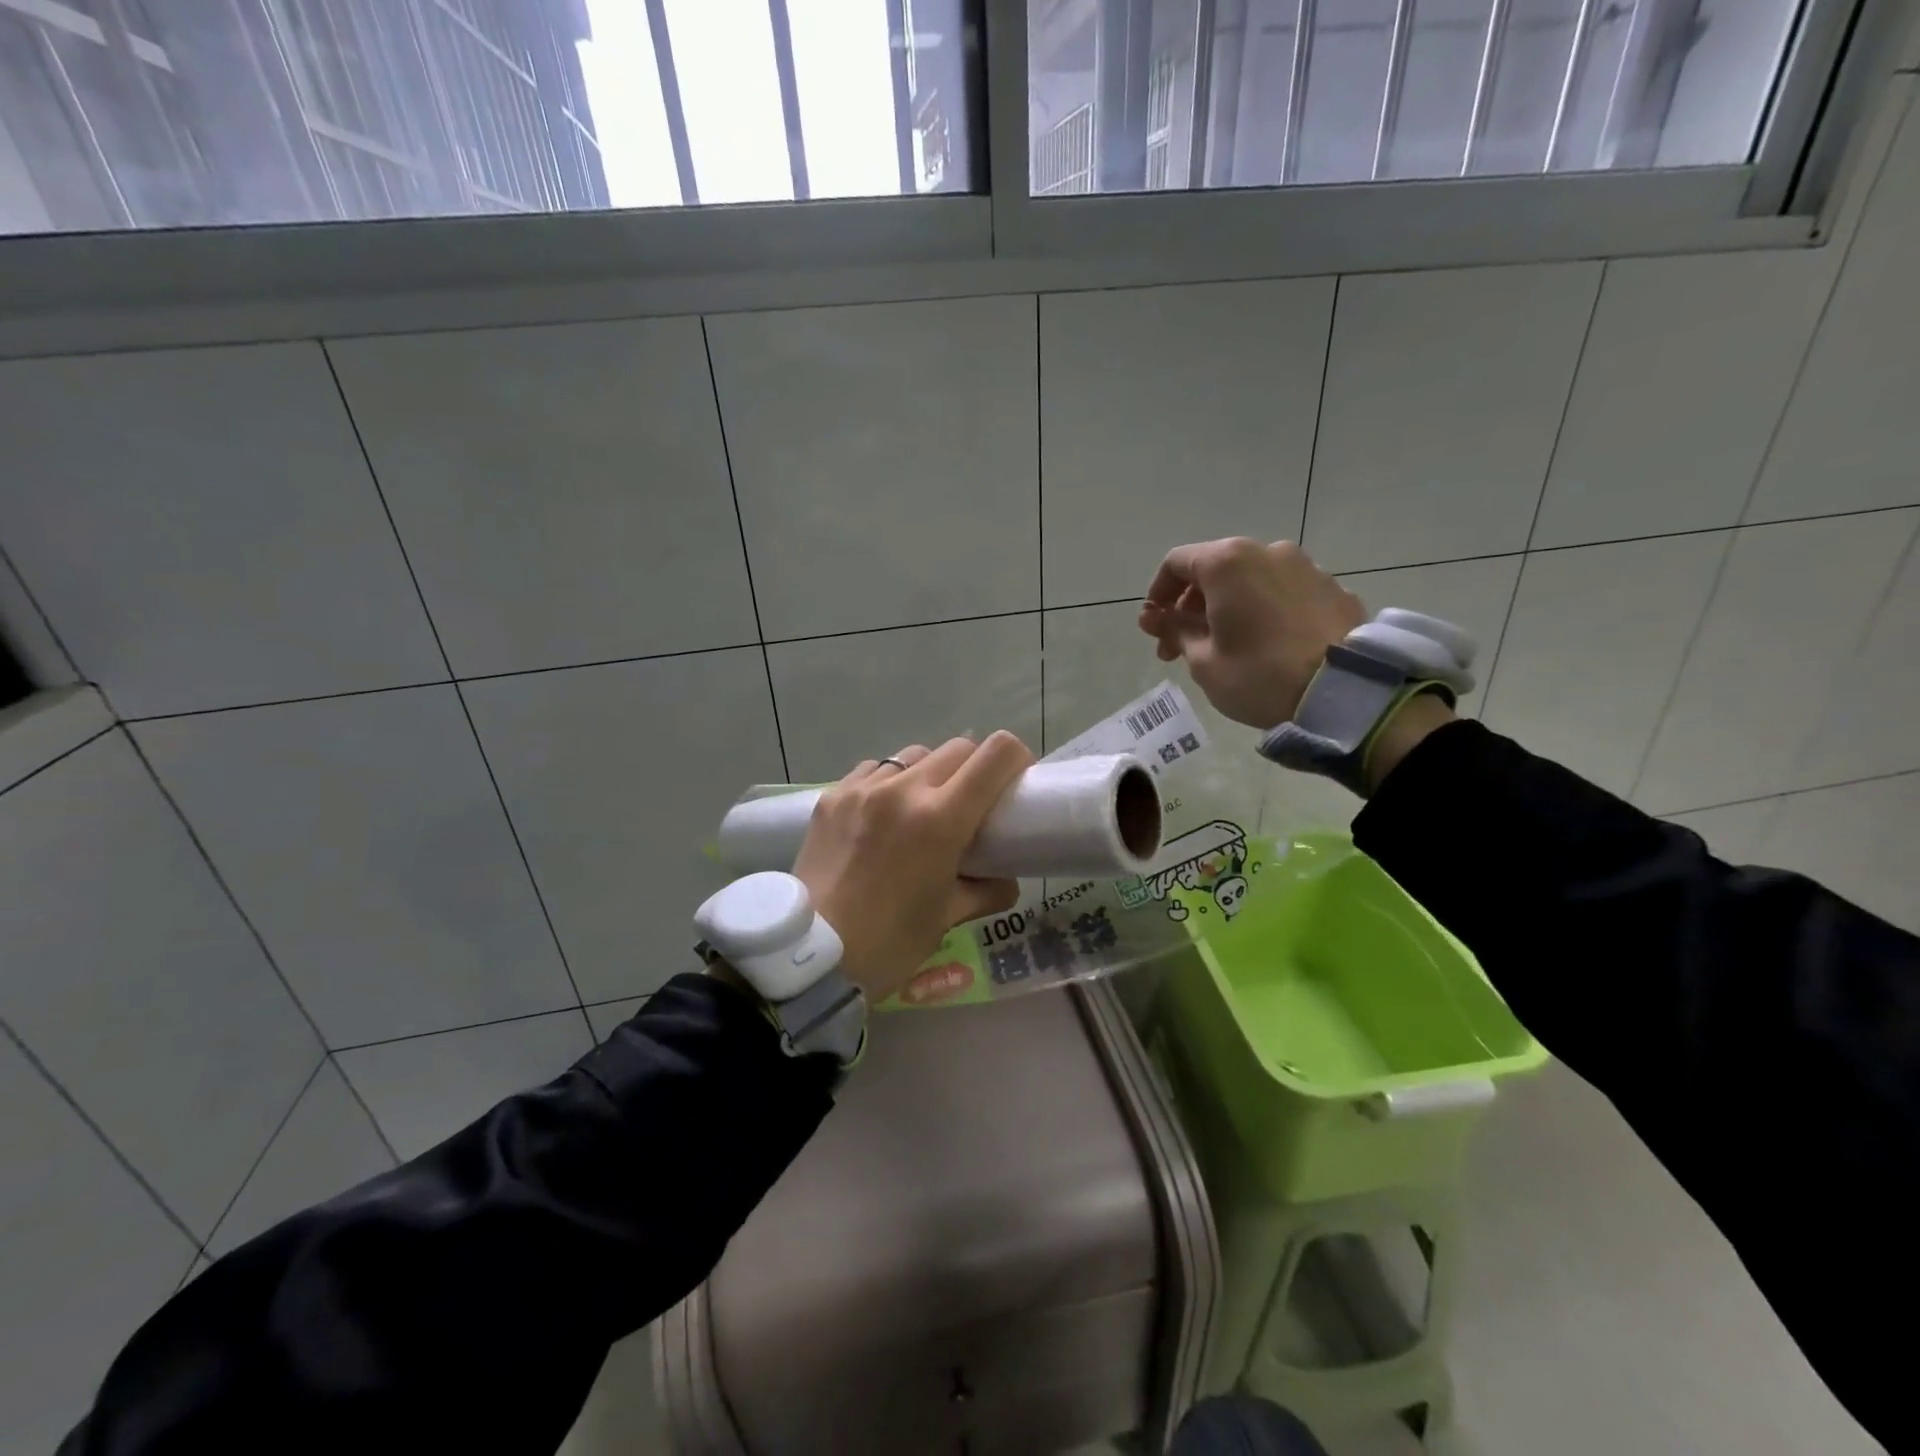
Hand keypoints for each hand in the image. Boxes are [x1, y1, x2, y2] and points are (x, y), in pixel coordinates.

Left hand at [793, 733, 1031, 1001]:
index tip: (1016, 783)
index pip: (995, 755)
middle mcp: (902, 789)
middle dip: (976, 769)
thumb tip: (1004, 879)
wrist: (809, 956)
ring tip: (924, 808)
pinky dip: (890, 782)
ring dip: (931, 773)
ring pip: (914, 755)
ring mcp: (862, 788)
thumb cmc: (889, 943)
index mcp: (940, 819)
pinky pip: (873, 770)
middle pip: (957, 748)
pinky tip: (884, 814)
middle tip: (973, 804)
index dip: (1015, 760)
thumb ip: (986, 890)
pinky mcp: (831, 796)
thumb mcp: (948, 917)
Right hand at [1138, 538, 1366, 729]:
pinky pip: (1282, 592)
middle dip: (1191, 605)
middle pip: (1214, 569)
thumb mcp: (1203, 660)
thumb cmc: (1259, 674)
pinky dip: (1263, 609)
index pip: (1177, 563)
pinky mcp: (1332, 588)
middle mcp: (1266, 551)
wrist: (1344, 690)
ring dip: (1227, 606)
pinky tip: (1265, 644)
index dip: (1157, 593)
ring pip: (1250, 580)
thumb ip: (1175, 630)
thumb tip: (1156, 617)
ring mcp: (1304, 567)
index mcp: (1228, 563)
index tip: (1154, 626)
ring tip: (1224, 646)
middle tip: (1181, 647)